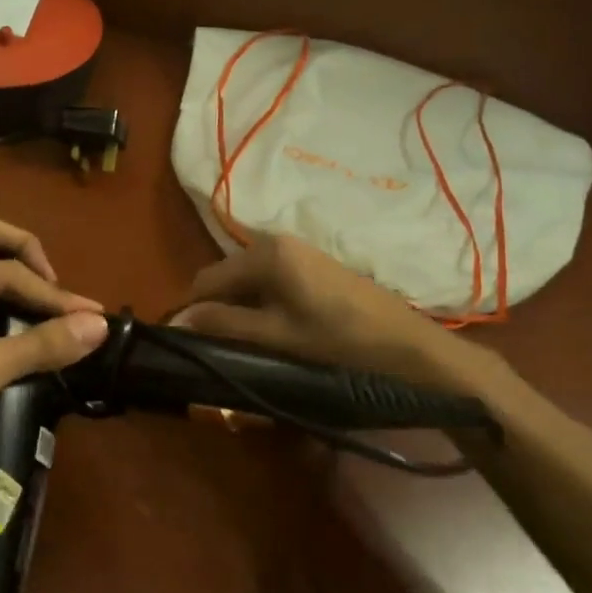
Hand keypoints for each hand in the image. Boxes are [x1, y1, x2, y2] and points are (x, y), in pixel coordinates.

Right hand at [172, 233, 498, 393]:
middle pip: (226, 278)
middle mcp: (276, 242)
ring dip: (241, 311)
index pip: (205, 280)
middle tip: (224, 351)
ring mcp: (299, 252)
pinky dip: (264, 306)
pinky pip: (271, 282)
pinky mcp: (315, 266)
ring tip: (250, 346)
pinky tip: (277, 333)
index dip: (193, 313)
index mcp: (265, 254)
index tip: (193, 347)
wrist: (413, 349)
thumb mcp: (276, 337)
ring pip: (248, 282)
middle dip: (218, 311)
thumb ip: (224, 324)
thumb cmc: (341, 343)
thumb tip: (178, 321)